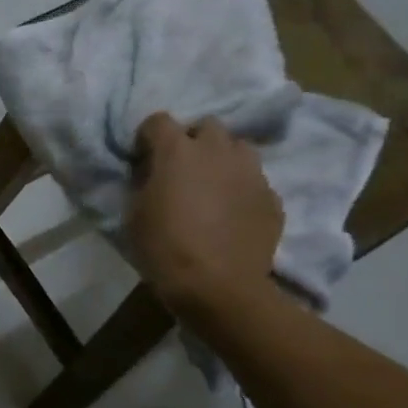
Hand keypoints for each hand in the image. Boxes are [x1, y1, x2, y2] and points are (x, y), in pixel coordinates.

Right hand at [127, 113, 282, 321]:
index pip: (158, 121)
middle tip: (182, 170)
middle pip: (206, 127)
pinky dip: (241, 190)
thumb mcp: (135, 214)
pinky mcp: (272, 197)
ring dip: (222, 160)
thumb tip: (152, 174)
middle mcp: (218, 150)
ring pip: (237, 149)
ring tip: (212, 187)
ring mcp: (251, 172)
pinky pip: (254, 181)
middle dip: (192, 142)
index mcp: (178, 151)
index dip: (148, 138)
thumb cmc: (165, 249)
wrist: (218, 287)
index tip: (143, 159)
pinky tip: (232, 215)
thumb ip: (144, 183)